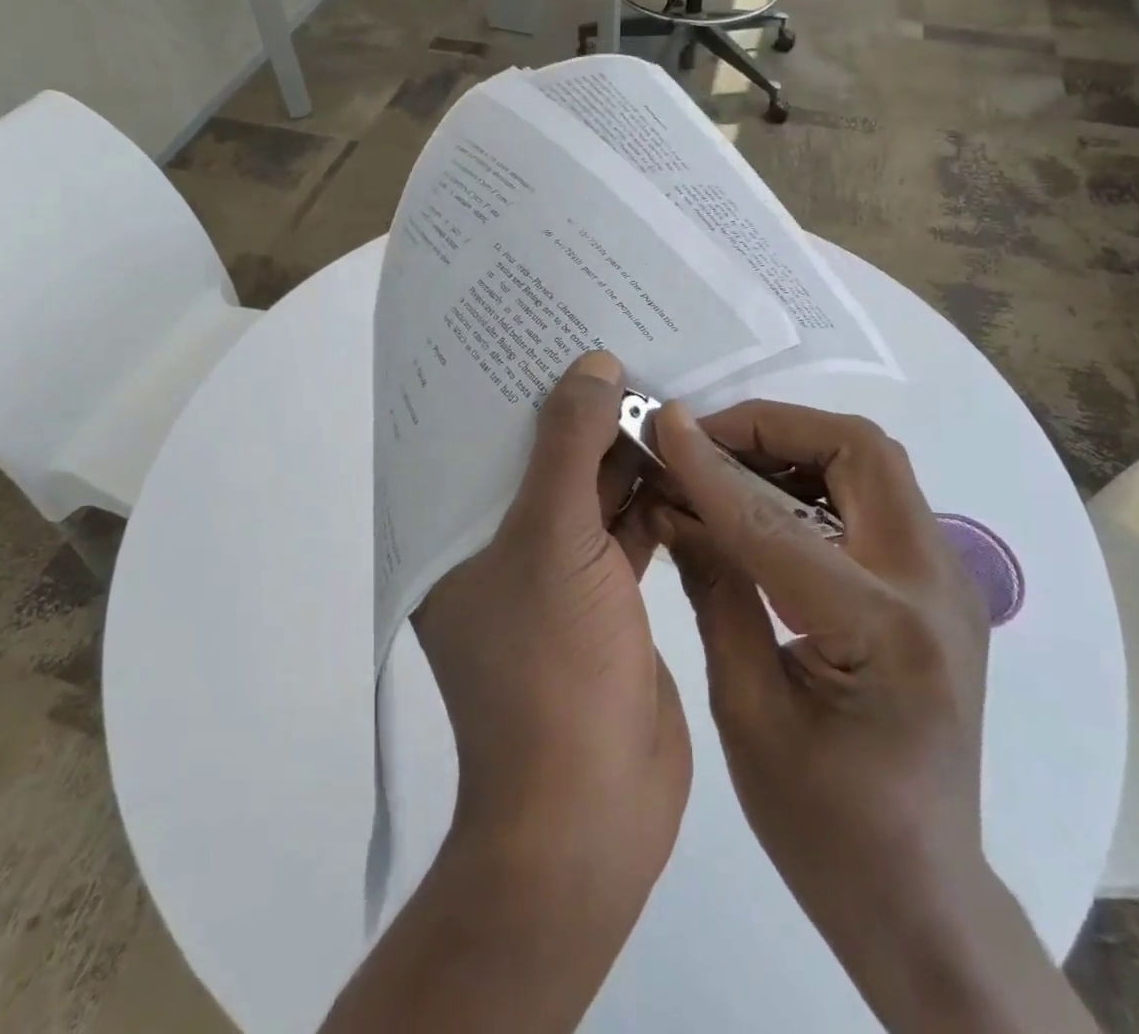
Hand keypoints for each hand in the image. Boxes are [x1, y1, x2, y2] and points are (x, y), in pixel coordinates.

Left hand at [413, 349, 689, 905]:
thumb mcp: (549, 539)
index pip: (478, 438)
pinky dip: (651, 494)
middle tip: (624, 344)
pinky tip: (683, 454)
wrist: (591, 811)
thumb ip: (568, 445)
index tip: (550, 328)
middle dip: (582, 410)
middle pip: (541, 458)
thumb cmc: (547, 667)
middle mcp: (497, 545)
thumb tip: (593, 364)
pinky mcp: (605, 596)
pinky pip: (625, 526)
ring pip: (589, 490)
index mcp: (455, 532)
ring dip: (624, 450)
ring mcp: (555, 573)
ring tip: (662, 386)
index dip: (513, 383)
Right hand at [654, 400, 1090, 1032]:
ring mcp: (948, 582)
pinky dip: (815, 477)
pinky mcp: (939, 587)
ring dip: (794, 445)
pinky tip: (764, 505)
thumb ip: (714, 590)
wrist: (920, 896)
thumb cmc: (823, 827)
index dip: (709, 468)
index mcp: (883, 630)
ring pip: (872, 462)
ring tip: (725, 466)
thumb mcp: (746, 710)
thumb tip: (671, 503)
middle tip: (703, 442)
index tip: (662, 426)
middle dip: (772, 427)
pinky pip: (876, 496)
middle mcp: (933, 586)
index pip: (774, 520)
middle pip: (859, 450)